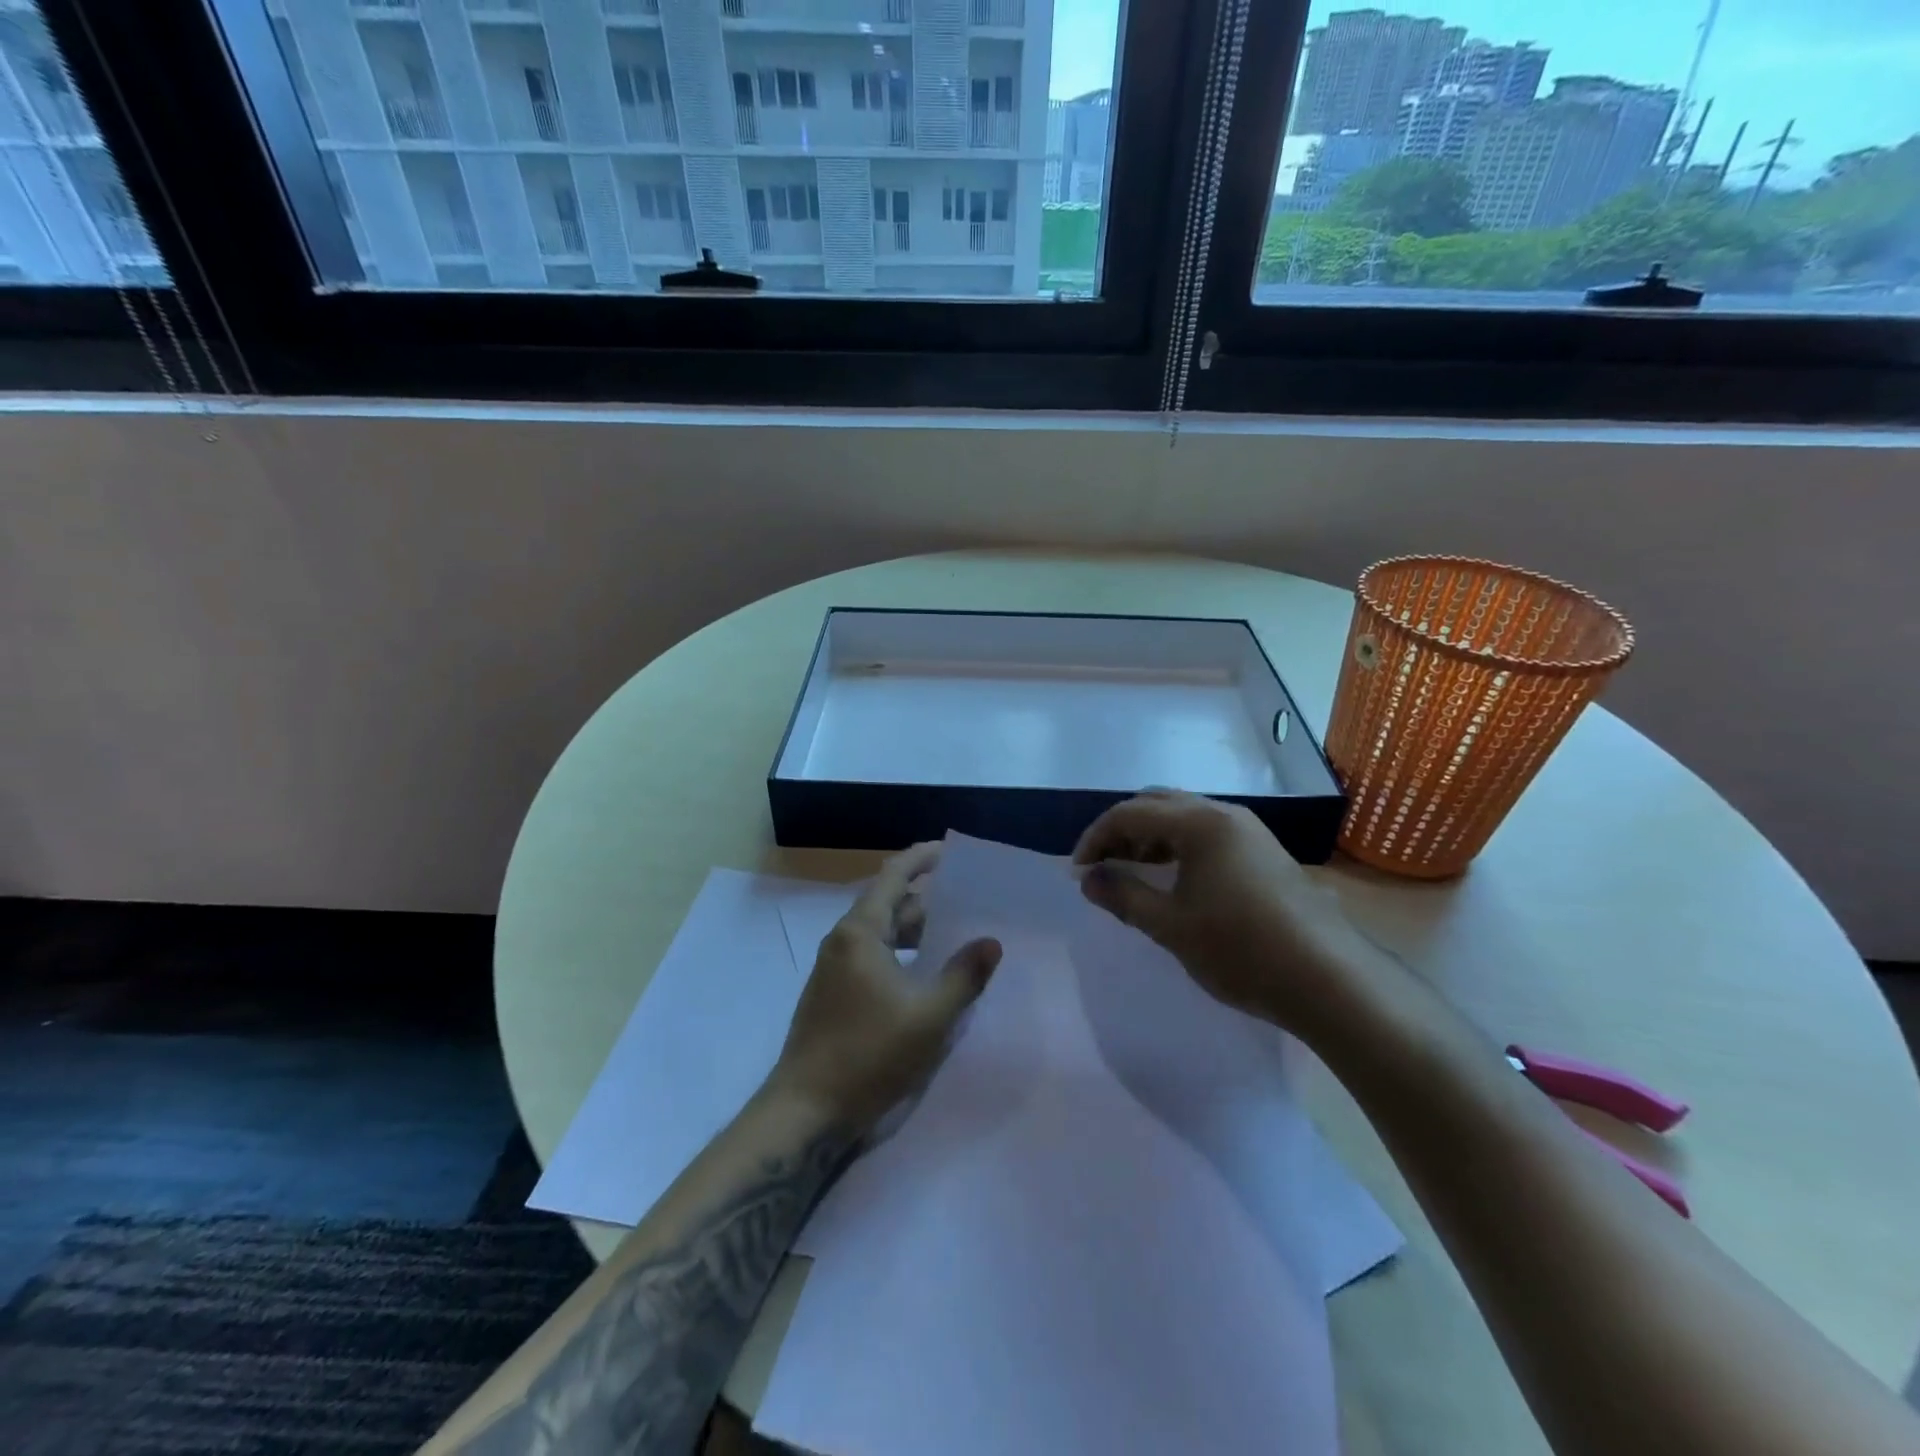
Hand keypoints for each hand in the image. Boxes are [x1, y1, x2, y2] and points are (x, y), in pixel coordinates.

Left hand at [768, 842, 1001, 1136]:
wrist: (805, 1110)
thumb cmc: (868, 1055)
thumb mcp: (929, 1017)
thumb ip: (963, 976)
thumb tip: (991, 942)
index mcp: (860, 933)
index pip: (893, 876)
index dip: (921, 858)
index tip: (950, 850)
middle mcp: (843, 941)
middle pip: (888, 904)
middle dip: (926, 899)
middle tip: (967, 901)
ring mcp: (834, 969)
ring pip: (881, 934)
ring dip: (914, 930)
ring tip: (954, 935)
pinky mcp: (833, 994)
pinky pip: (872, 956)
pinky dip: (900, 953)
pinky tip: (924, 974)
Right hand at [1072, 790, 1368, 1035]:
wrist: (1329, 980)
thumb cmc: (1241, 950)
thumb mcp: (1171, 926)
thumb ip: (1123, 896)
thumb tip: (1087, 879)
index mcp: (1199, 823)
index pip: (1130, 813)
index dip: (1096, 837)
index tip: (1077, 871)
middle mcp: (1224, 814)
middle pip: (1157, 804)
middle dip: (1122, 829)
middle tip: (1102, 865)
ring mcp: (1249, 831)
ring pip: (1184, 816)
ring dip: (1150, 836)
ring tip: (1131, 871)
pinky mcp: (1264, 851)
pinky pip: (1207, 832)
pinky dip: (1178, 846)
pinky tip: (1174, 878)